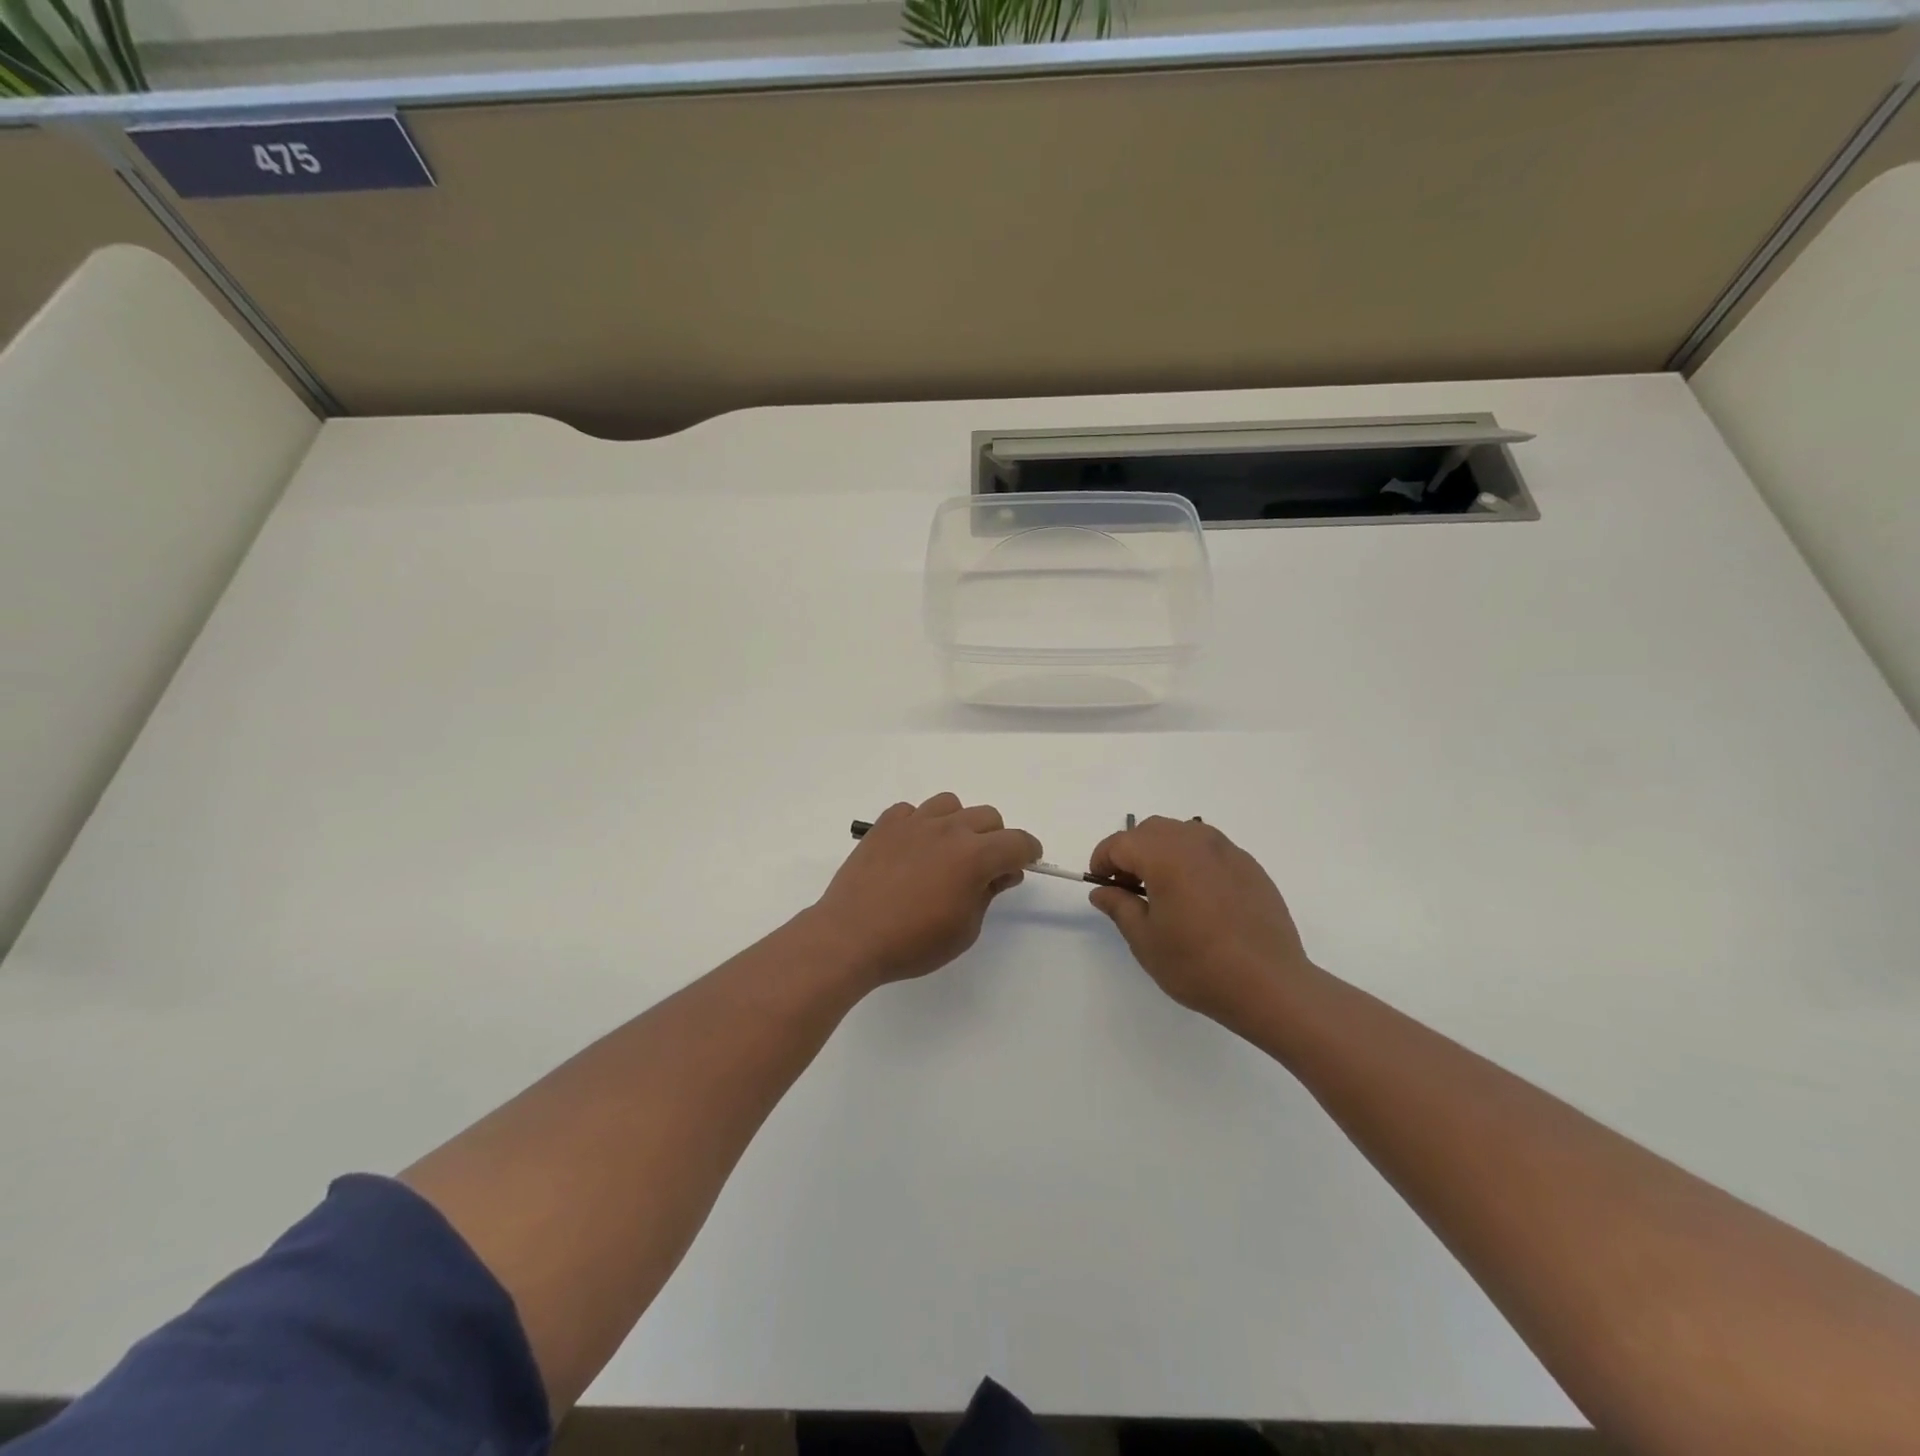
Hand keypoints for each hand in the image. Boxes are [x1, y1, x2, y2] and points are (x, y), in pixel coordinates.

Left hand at [810, 794, 1040, 987]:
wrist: (850, 935)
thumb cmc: (913, 942)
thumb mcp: (964, 929)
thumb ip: (988, 894)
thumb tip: (1002, 872)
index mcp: (974, 856)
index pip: (1017, 841)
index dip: (1029, 851)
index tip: (1027, 862)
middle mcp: (948, 829)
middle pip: (988, 817)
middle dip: (996, 839)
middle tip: (985, 867)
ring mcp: (914, 822)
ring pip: (951, 804)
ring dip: (959, 824)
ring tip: (948, 851)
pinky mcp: (885, 824)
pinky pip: (913, 811)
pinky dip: (921, 824)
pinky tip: (913, 848)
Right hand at [1087, 816, 1315, 1026]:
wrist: (1269, 984)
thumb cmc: (1197, 964)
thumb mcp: (1145, 940)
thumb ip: (1119, 906)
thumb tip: (1102, 891)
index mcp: (1165, 855)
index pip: (1120, 843)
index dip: (1103, 860)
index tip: (1101, 885)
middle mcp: (1196, 842)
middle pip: (1151, 830)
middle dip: (1132, 852)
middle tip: (1128, 888)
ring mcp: (1228, 851)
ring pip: (1183, 833)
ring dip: (1163, 851)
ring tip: (1164, 890)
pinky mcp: (1250, 866)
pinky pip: (1211, 849)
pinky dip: (1193, 861)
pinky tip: (1198, 898)